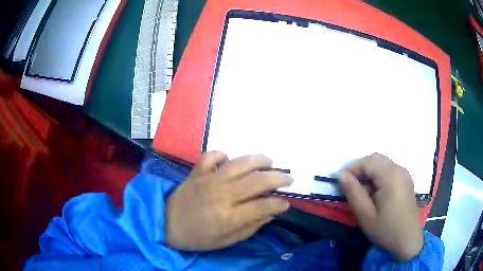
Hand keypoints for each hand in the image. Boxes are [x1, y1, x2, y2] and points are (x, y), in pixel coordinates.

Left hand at [165, 151, 291, 250]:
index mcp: (228, 217)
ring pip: (239, 164)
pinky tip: (229, 160)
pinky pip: (211, 156)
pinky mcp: (197, 172)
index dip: (278, 203)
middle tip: (288, 178)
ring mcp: (208, 180)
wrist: (166, 224)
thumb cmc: (198, 237)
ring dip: (258, 160)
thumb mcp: (226, 241)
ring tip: (270, 161)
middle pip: (256, 181)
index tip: (286, 203)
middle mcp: (221, 195)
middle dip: (278, 178)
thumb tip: (271, 212)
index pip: (262, 206)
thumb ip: (251, 227)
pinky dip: (222, 154)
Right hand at [338, 153, 422, 261]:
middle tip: (351, 186)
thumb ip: (353, 193)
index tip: (341, 183)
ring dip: (369, 172)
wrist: (408, 240)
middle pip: (375, 158)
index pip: (367, 161)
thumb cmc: (386, 230)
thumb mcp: (365, 216)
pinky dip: (378, 175)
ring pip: (382, 163)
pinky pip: (389, 170)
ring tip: (362, 191)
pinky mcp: (406, 180)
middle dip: (360, 169)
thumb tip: (341, 175)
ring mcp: (404, 173)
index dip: (351, 169)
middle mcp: (399, 169)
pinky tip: (375, 192)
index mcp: (390, 176)